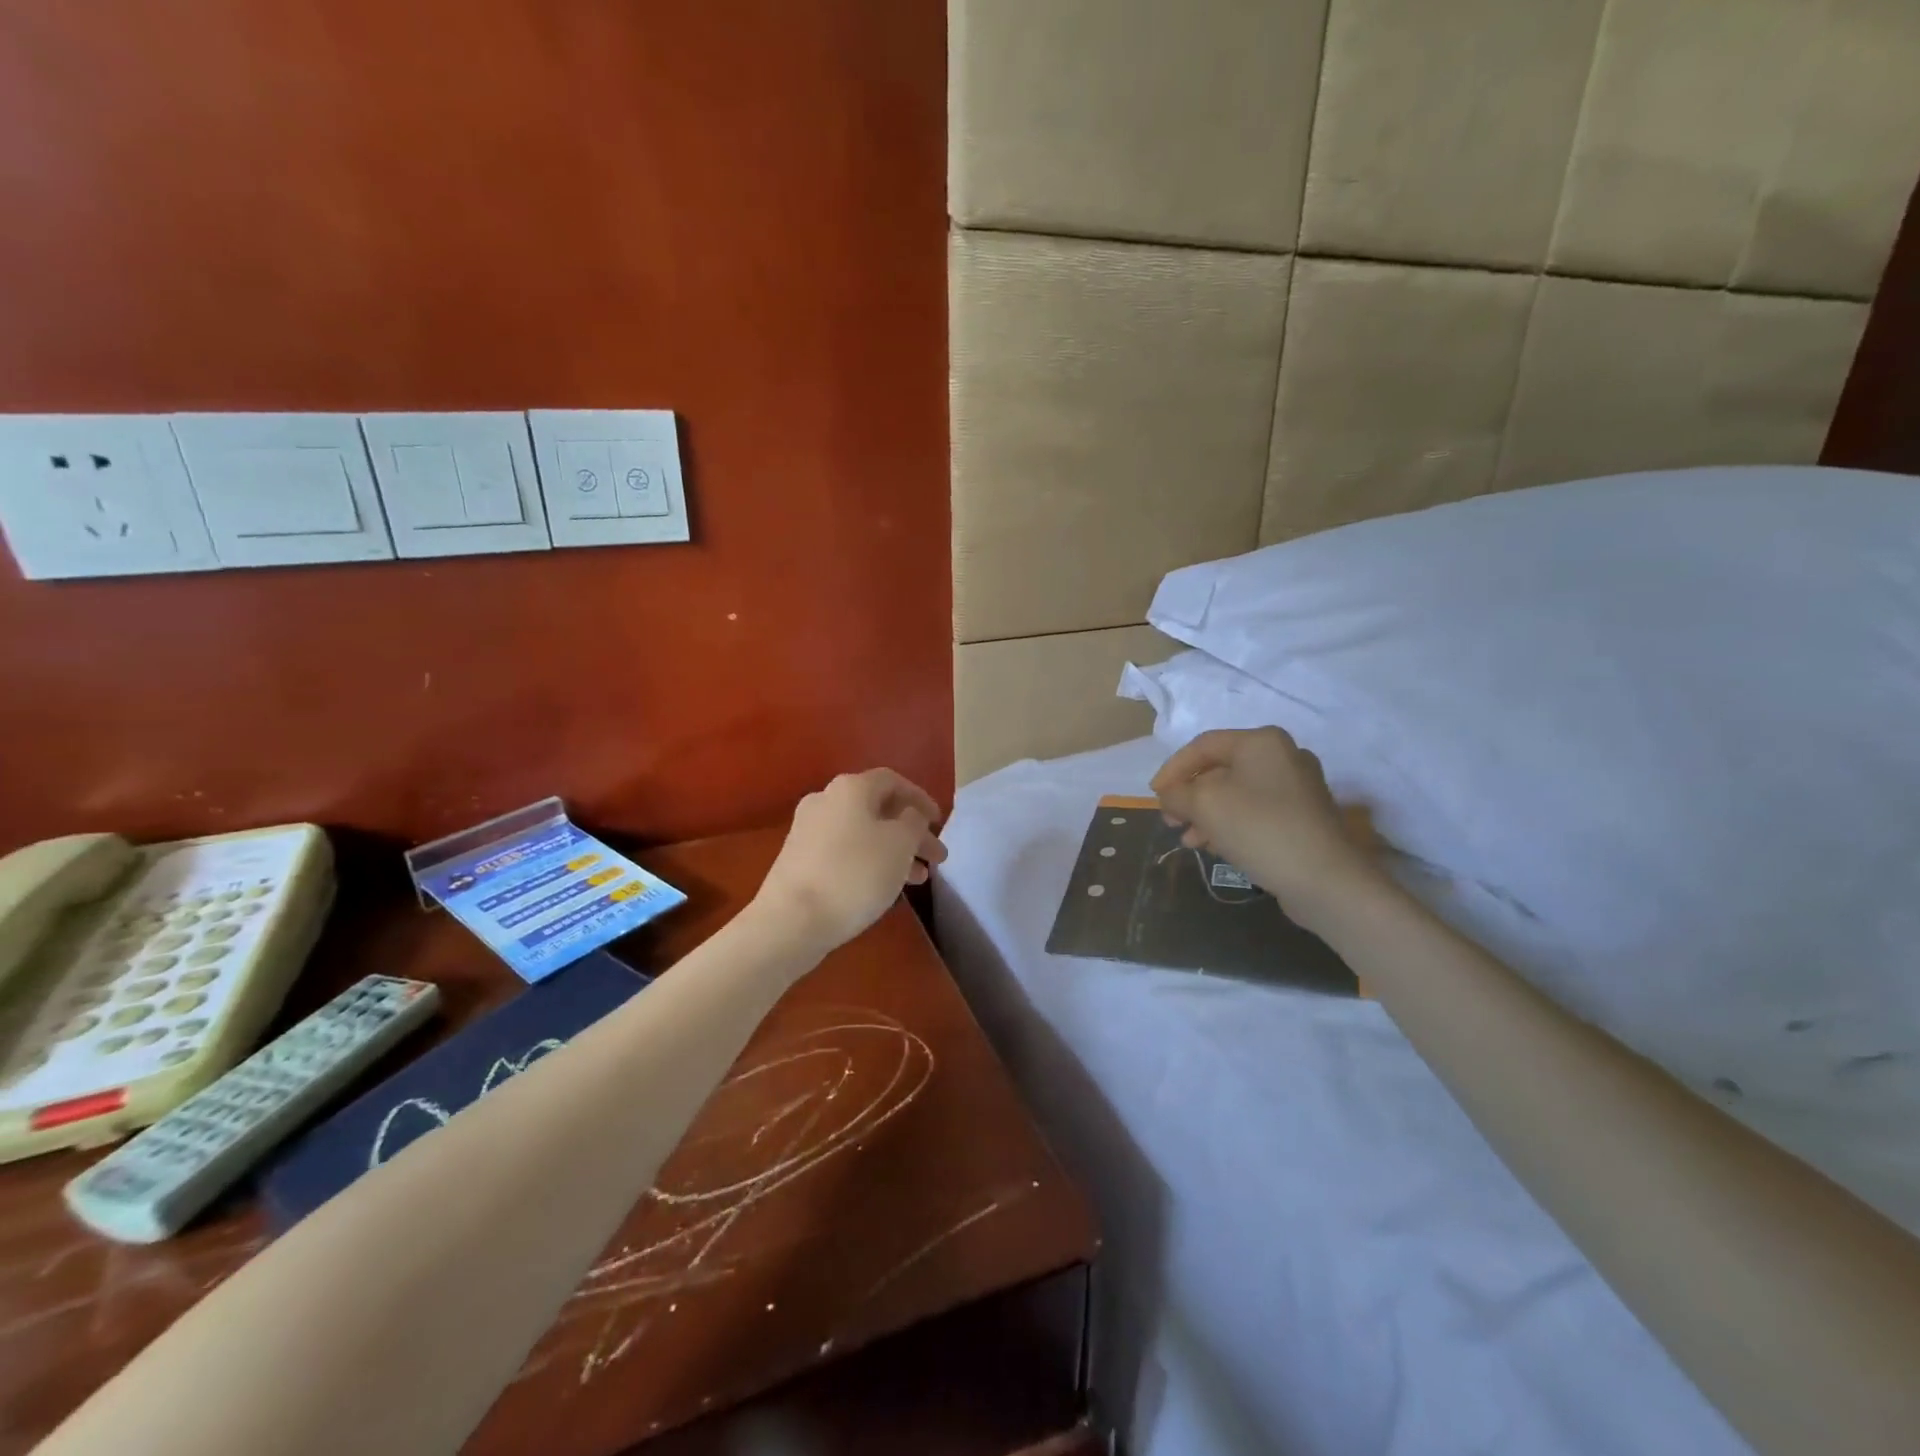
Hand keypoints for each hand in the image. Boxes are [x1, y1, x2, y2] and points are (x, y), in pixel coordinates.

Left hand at [754, 769, 946, 953]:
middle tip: (937, 858)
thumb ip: (914, 822)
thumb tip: (909, 815)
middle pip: (878, 809)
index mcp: (851, 787)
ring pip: (863, 833)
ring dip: (894, 850)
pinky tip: (884, 885)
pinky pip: (844, 851)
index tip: (939, 822)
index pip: (893, 781)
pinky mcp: (799, 859)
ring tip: (918, 879)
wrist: (791, 920)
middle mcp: (826, 800)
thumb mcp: (900, 844)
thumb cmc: (855, 874)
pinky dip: (869, 861)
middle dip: (911, 832)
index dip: (920, 799)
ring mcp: (808, 830)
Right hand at [1151, 728, 1382, 918]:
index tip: (1154, 795)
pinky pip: (1256, 813)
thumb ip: (1177, 793)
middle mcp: (1283, 757)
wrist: (1325, 879)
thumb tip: (1169, 794)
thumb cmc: (1259, 828)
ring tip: (1188, 840)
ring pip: (1237, 794)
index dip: (1173, 769)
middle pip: (1221, 769)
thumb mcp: (1204, 804)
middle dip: (1190, 795)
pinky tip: (1215, 847)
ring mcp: (1298, 788)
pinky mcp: (1304, 818)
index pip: (1203, 745)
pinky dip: (1231, 824)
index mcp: (1261, 742)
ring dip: (1207, 814)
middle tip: (1170, 819)